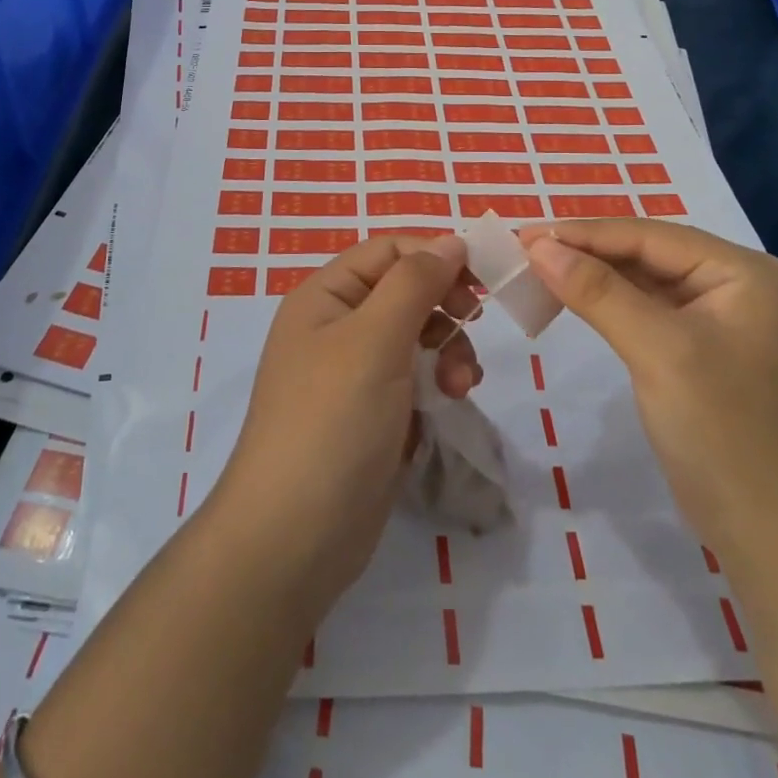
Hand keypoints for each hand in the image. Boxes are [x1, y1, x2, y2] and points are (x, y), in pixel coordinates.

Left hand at [210, 235, 481, 618]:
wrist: (294, 537)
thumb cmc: (332, 422)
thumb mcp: (374, 340)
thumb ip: (414, 283)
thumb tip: (450, 240)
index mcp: (325, 296)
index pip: (388, 251)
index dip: (435, 255)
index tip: (482, 278)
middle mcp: (337, 326)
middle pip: (405, 291)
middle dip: (444, 307)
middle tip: (474, 325)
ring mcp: (354, 373)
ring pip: (417, 336)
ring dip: (447, 349)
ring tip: (460, 383)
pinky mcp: (373, 414)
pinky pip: (415, 378)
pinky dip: (437, 382)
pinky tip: (450, 402)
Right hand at [520, 219, 777, 557]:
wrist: (777, 538)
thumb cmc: (726, 432)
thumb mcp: (659, 352)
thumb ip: (599, 292)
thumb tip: (539, 246)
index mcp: (739, 271)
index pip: (648, 236)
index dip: (584, 233)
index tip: (525, 234)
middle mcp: (731, 285)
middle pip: (644, 254)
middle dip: (585, 252)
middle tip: (523, 250)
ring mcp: (715, 320)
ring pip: (640, 282)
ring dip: (590, 277)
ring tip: (536, 270)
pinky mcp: (697, 353)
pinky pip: (643, 313)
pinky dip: (605, 306)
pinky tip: (570, 300)